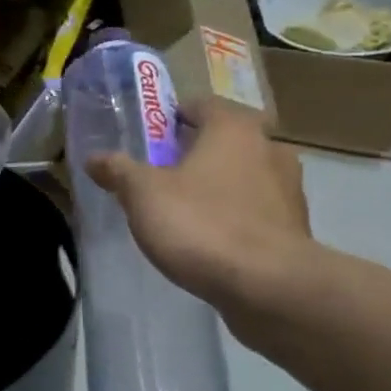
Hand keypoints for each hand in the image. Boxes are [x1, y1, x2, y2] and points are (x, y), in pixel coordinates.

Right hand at [84, 98, 313, 344]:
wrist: (269, 286)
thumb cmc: (201, 224)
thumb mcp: (143, 195)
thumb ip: (118, 171)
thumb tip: (94, 158)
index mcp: (233, 128)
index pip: (201, 104)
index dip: (172, 116)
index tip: (149, 138)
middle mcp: (269, 147)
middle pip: (225, 140)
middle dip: (195, 152)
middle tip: (161, 173)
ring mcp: (289, 188)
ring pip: (244, 175)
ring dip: (219, 185)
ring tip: (185, 209)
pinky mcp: (296, 227)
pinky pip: (257, 210)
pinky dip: (236, 216)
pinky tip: (211, 238)